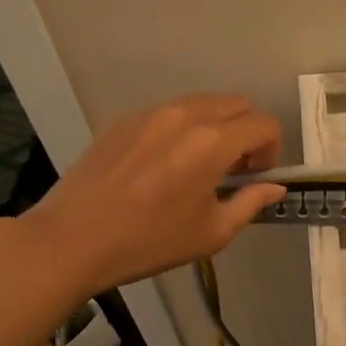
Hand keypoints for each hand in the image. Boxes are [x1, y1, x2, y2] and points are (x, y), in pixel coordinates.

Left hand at [20, 95, 286, 295]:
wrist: (72, 239)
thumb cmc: (148, 242)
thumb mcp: (211, 233)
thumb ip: (250, 203)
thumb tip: (274, 187)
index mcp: (212, 143)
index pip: (263, 124)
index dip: (271, 149)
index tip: (257, 176)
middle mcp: (186, 116)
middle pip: (237, 104)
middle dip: (247, 131)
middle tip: (234, 168)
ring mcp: (152, 113)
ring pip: (203, 103)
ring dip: (217, 126)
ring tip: (200, 164)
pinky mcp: (125, 119)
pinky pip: (170, 111)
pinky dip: (184, 128)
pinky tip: (165, 164)